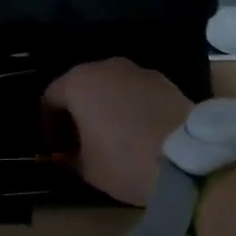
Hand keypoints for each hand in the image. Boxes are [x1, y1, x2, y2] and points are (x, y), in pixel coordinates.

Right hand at [43, 58, 195, 206]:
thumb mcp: (86, 168)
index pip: (50, 99)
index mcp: (79, 83)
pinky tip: (136, 131)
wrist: (188, 160)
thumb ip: (69, 157)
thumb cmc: (124, 160)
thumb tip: (68, 155)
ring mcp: (139, 71)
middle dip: (76, 112)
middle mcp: (106, 67)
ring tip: (110, 136)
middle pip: (81, 87)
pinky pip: (135, 92)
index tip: (54, 148)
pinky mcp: (165, 82)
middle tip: (78, 141)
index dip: (47, 125)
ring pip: (110, 87)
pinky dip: (129, 107)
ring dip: (104, 107)